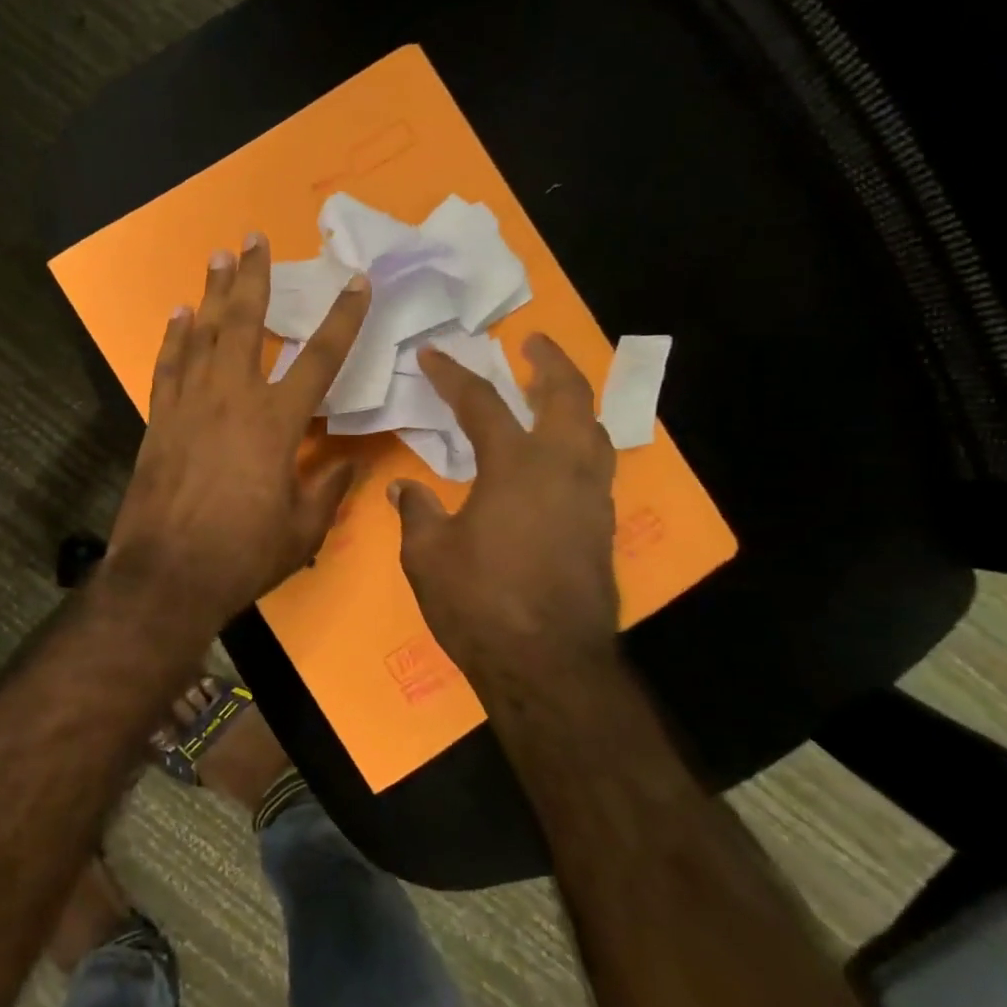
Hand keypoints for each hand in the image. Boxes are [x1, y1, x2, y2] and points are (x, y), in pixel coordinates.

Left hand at [107, 234, 370, 631]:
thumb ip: (329, 490)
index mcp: (275, 422)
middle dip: (254, 278)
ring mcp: (189, 406)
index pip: (319, 358)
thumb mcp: (301, 531)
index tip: (357, 282)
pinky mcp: (159, 421)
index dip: (343, 318)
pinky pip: (167, 367)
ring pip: (202, 335)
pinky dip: (173, 338)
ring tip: (219, 257)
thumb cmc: (241, 556)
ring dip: (212, 294)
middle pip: (246, 324)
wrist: (166, 575)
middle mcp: (231, 399)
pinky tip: (178, 315)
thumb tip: (352, 466)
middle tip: (254, 238)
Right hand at [390, 334, 620, 690]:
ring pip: (595, 429)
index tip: (433, 354)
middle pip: (568, 396)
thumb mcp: (427, 555)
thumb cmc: (479, 603)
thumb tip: (404, 488)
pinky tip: (561, 457)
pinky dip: (581, 443)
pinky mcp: (603, 528)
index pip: (482, 404)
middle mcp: (563, 469)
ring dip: (575, 400)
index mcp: (515, 466)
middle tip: (533, 342)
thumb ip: (417, 512)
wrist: (549, 664)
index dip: (454, 375)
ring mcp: (592, 499)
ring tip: (554, 391)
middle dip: (550, 362)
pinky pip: (598, 466)